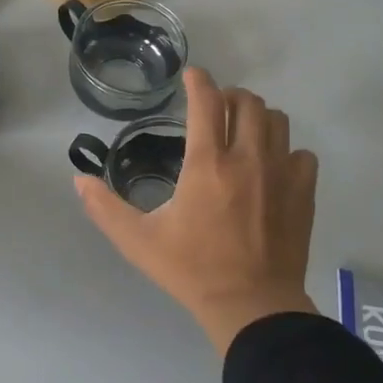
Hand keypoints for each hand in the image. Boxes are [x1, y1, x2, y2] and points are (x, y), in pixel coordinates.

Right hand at [76, 67, 318, 353]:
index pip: (207, 101)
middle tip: (214, 110)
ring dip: (257, 118)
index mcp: (207, 164)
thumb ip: (105, 207)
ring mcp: (281, 173)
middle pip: (247, 101)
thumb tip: (79, 180)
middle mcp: (247, 158)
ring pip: (276, 120)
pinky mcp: (304, 192)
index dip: (198, 80)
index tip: (191, 76)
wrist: (252, 306)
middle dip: (228, 96)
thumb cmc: (191, 270)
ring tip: (242, 132)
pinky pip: (301, 153)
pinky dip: (286, 151)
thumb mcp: (138, 241)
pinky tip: (272, 167)